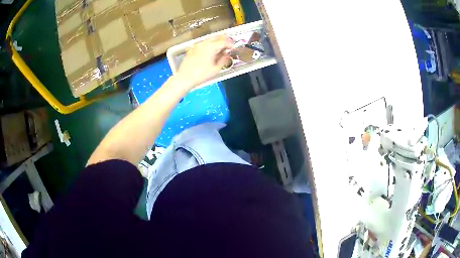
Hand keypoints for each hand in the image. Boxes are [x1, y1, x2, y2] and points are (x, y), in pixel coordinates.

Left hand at [176, 35, 233, 88]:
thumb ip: (223, 60)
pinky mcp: (192, 49)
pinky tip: (211, 51)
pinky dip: (210, 45)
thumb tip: (227, 55)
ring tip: (221, 48)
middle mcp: (204, 44)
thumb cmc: (200, 74)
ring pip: (209, 39)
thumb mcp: (216, 69)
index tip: (233, 47)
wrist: (184, 78)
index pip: (224, 41)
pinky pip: (203, 44)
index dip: (230, 44)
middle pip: (216, 37)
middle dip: (224, 39)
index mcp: (211, 47)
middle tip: (229, 44)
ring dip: (216, 41)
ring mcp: (197, 46)